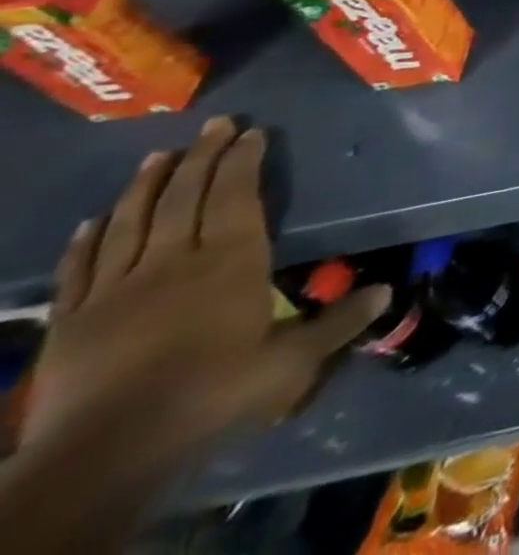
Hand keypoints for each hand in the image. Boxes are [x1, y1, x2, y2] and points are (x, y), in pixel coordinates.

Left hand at [22, 117, 388, 472]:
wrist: (104, 454)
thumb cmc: (212, 392)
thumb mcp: (291, 362)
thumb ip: (338, 322)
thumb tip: (388, 291)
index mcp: (230, 260)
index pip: (236, 195)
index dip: (243, 160)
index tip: (252, 131)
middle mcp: (174, 261)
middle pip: (185, 197)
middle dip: (201, 156)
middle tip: (214, 124)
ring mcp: (116, 289)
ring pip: (131, 222)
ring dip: (145, 186)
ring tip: (158, 155)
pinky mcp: (71, 321)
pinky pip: (80, 269)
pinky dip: (87, 240)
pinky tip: (92, 221)